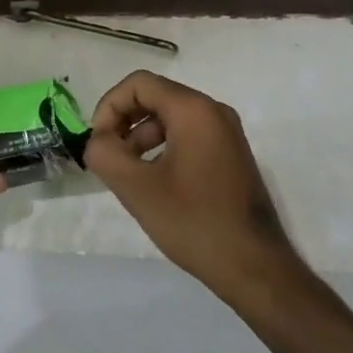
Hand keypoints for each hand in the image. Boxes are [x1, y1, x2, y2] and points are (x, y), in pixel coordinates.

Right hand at [86, 71, 300, 303]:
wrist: (256, 269)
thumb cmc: (194, 222)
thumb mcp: (137, 188)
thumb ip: (105, 154)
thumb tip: (96, 141)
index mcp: (194, 110)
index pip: (139, 84)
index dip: (110, 106)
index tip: (98, 142)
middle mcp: (214, 111)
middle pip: (155, 97)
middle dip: (124, 122)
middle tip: (107, 157)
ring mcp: (227, 134)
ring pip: (171, 118)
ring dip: (141, 137)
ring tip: (127, 173)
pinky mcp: (231, 156)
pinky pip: (188, 136)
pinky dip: (163, 148)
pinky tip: (154, 182)